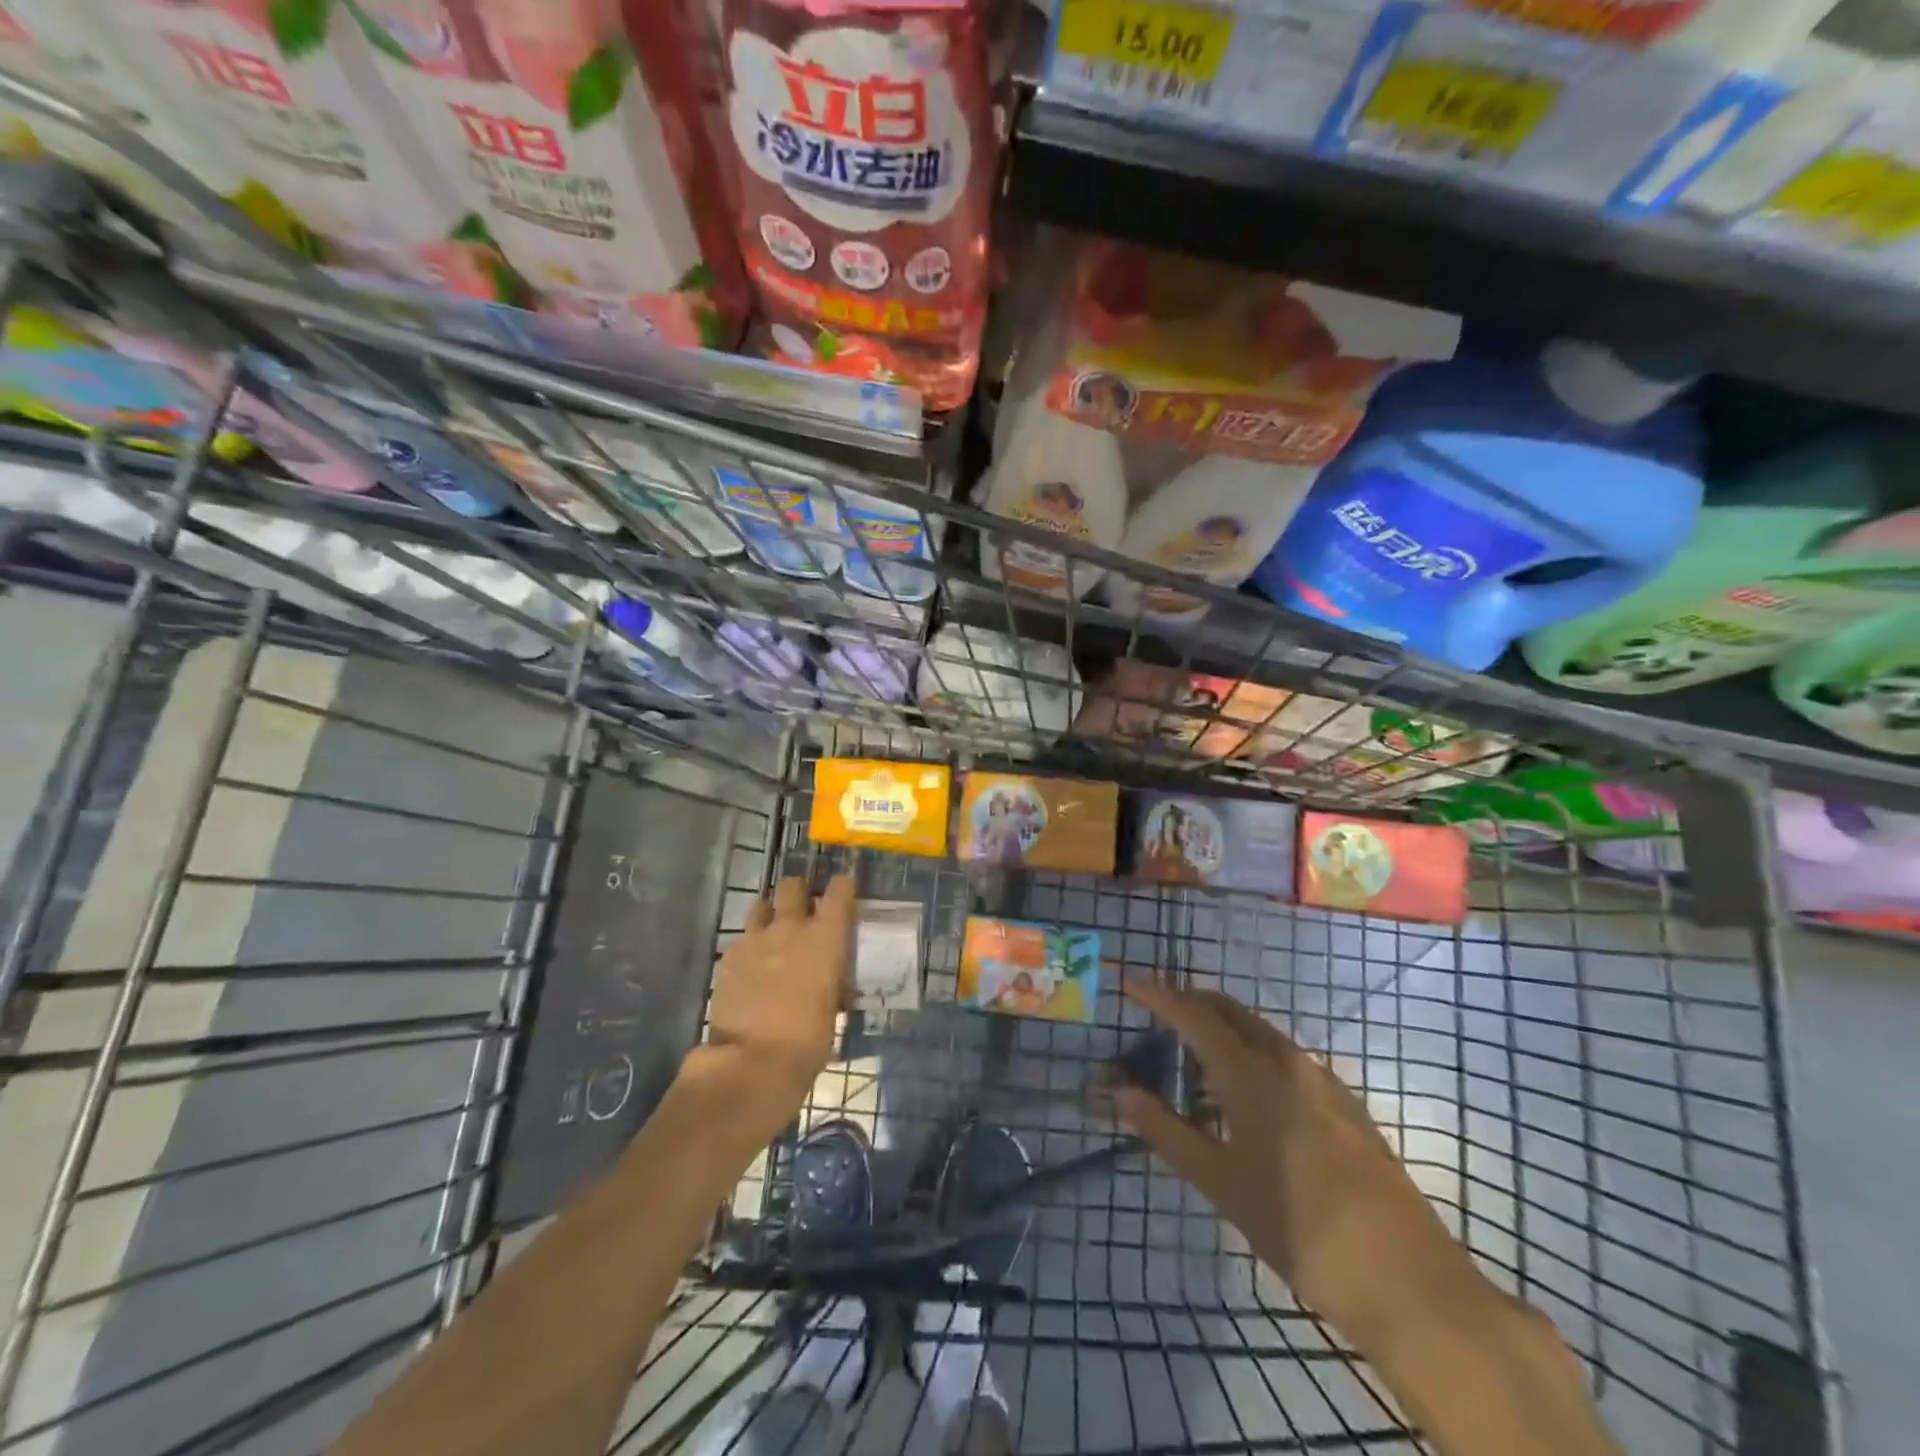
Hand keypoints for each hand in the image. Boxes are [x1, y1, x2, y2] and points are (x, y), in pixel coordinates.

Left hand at [701, 874, 855, 1125]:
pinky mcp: (728, 957)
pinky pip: (742, 939)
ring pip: (761, 905)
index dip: (843, 886)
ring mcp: (754, 939)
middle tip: (803, 906)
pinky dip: (750, 946)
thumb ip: (831, 980)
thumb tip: (830, 978)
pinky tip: (751, 968)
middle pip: (792, 886)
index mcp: (826, 937)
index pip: (840, 890)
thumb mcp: (833, 1006)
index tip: (844, 890)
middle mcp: (790, 927)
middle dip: (798, 891)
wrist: (753, 1062)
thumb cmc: (808, 1040)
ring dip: (770, 913)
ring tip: (773, 931)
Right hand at [1116, 980, 1478, 1346]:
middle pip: (1231, 1012)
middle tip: (1158, 1012)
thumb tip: (1121, 1092)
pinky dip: (1253, 1057)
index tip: (1131, 983)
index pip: (1195, 1016)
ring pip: (1261, 1034)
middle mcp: (1288, 1062)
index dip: (1160, 996)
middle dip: (1192, 1003)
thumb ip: (1167, 1131)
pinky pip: (1285, 1059)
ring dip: (1224, 1032)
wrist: (1408, 1282)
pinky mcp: (1345, 1105)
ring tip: (1194, 1060)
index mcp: (1253, 1074)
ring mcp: (1323, 1081)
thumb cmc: (1299, 1230)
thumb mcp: (1221, 1183)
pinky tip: (1245, 1098)